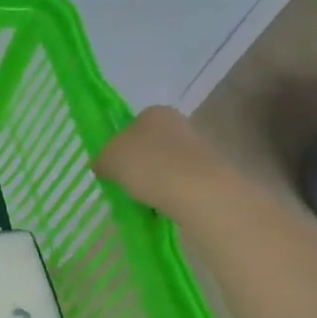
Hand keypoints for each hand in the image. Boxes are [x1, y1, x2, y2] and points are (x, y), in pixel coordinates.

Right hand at [92, 106, 227, 215]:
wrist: (200, 192)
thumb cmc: (148, 165)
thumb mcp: (109, 161)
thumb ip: (102, 160)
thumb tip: (103, 165)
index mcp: (153, 112)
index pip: (132, 125)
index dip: (120, 145)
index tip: (115, 166)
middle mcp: (179, 122)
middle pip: (152, 143)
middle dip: (141, 162)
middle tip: (128, 183)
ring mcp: (200, 146)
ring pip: (169, 163)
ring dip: (158, 178)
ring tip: (146, 199)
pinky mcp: (214, 171)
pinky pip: (184, 181)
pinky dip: (174, 191)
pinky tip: (166, 205)